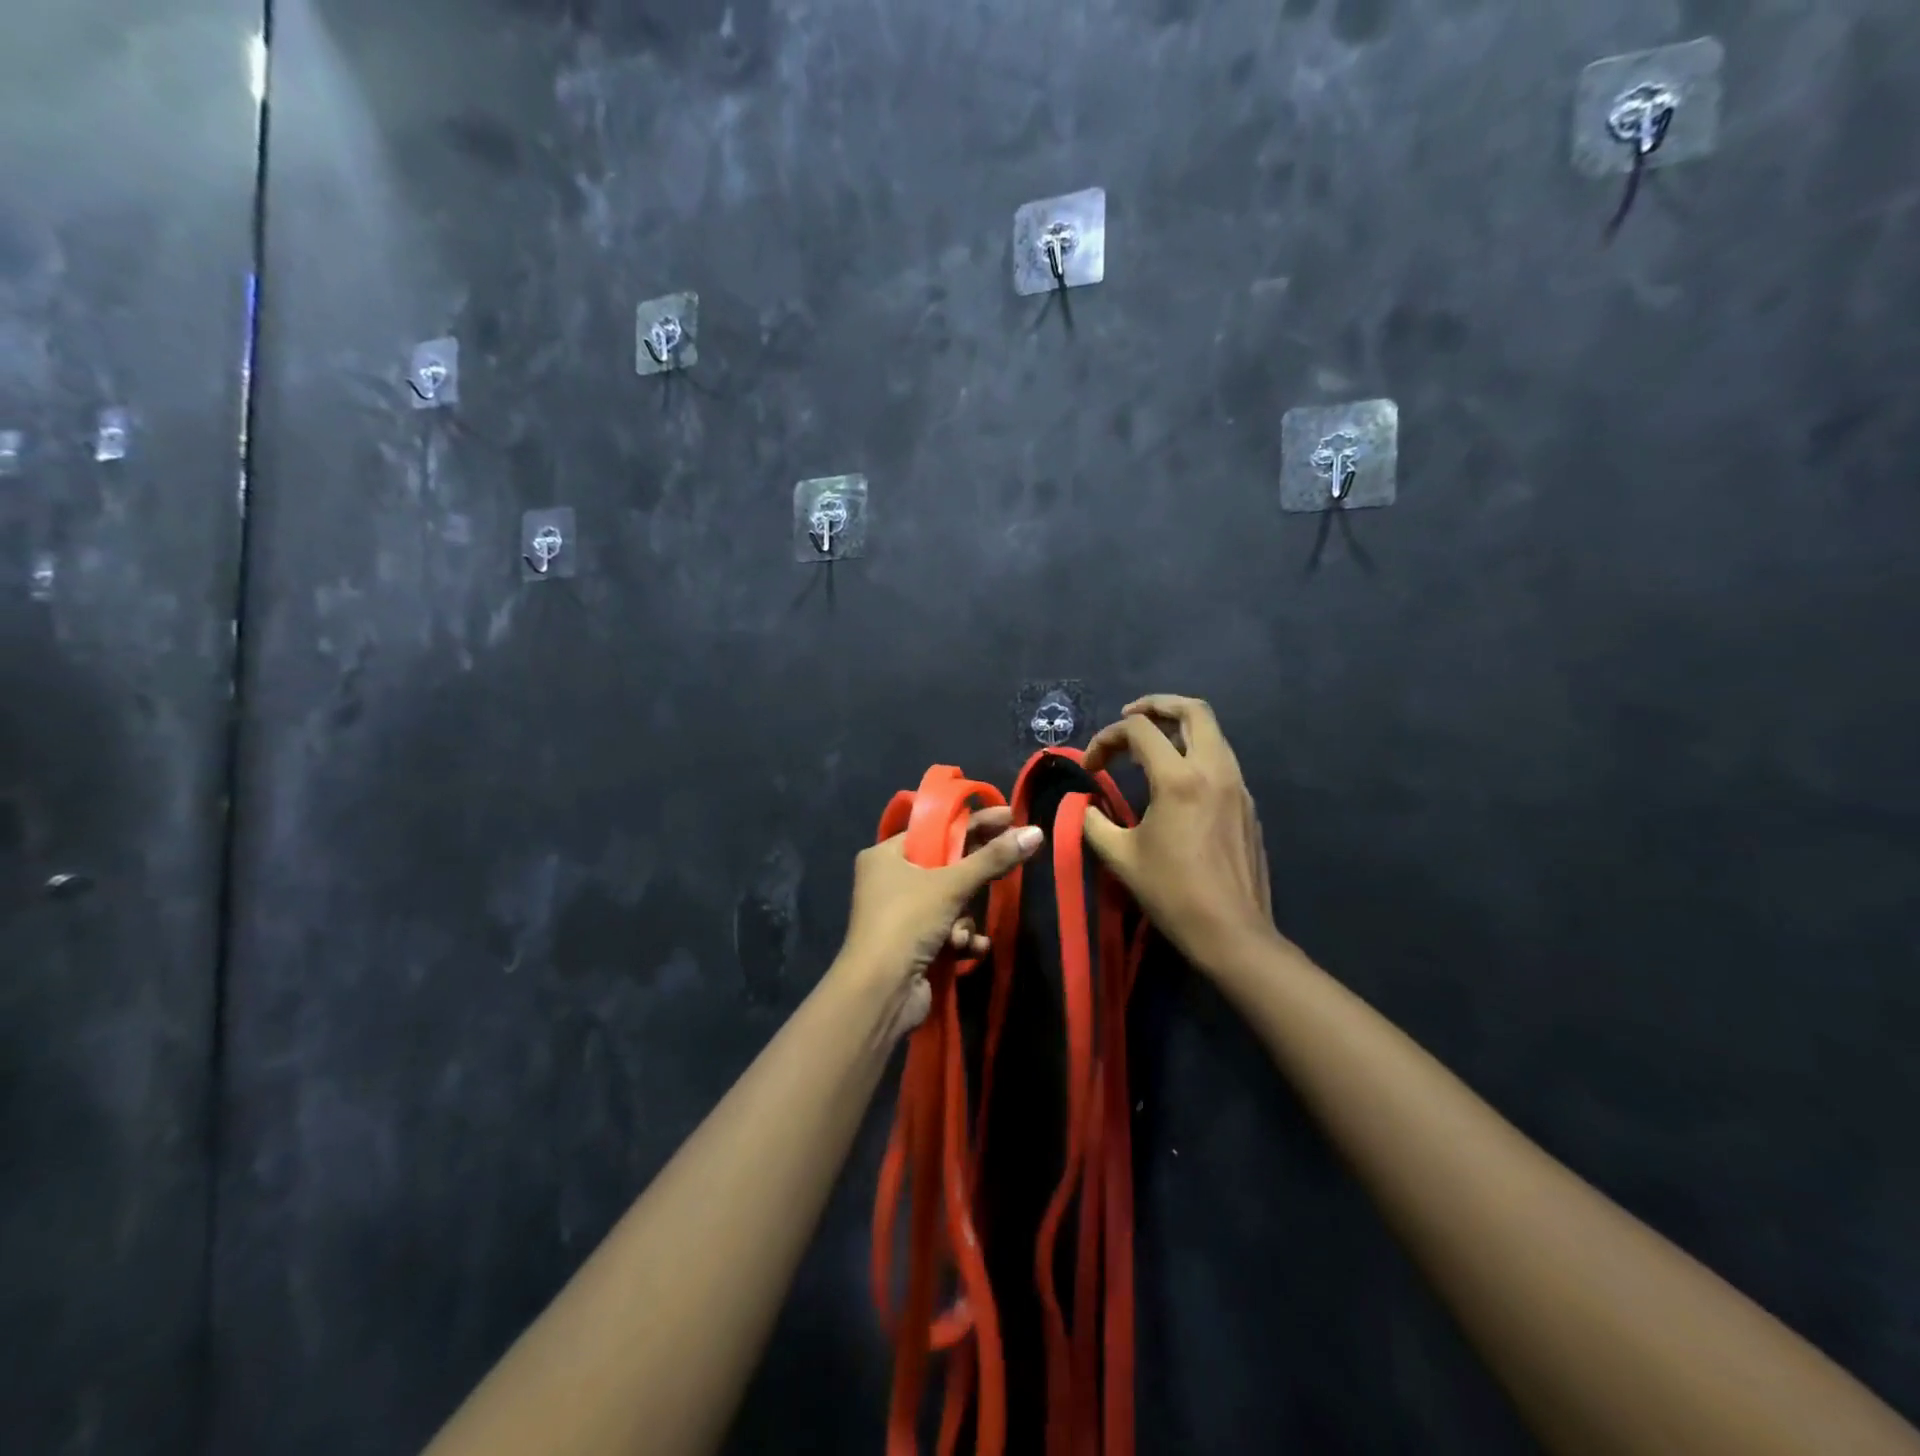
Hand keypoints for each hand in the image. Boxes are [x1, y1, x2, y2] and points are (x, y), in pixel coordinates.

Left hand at [837, 808, 1043, 1034]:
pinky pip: (946, 929)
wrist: (880, 993)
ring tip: (961, 933)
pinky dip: (960, 938)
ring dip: (964, 919)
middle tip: (1010, 862)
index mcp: (886, 855)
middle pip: (945, 866)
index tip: (1010, 816)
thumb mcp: (952, 885)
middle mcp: (889, 880)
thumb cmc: (908, 922)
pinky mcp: (911, 945)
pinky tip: (966, 950)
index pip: (935, 829)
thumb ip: (994, 858)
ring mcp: (900, 915)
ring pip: (950, 902)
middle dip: (973, 878)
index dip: (973, 822)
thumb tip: (1035, 831)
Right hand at [1082, 695, 1275, 971]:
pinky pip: (1221, 760)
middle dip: (1156, 705)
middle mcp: (1214, 770)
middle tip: (1128, 717)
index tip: (1090, 766)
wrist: (1232, 932)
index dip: (1106, 738)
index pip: (1139, 730)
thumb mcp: (1119, 856)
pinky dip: (1195, 753)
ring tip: (1149, 747)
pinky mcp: (1248, 804)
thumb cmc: (1172, 892)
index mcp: (1179, 779)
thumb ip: (1093, 822)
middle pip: (1192, 710)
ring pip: (1212, 732)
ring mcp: (1237, 785)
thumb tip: (1084, 806)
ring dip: (1178, 728)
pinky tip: (1176, 782)